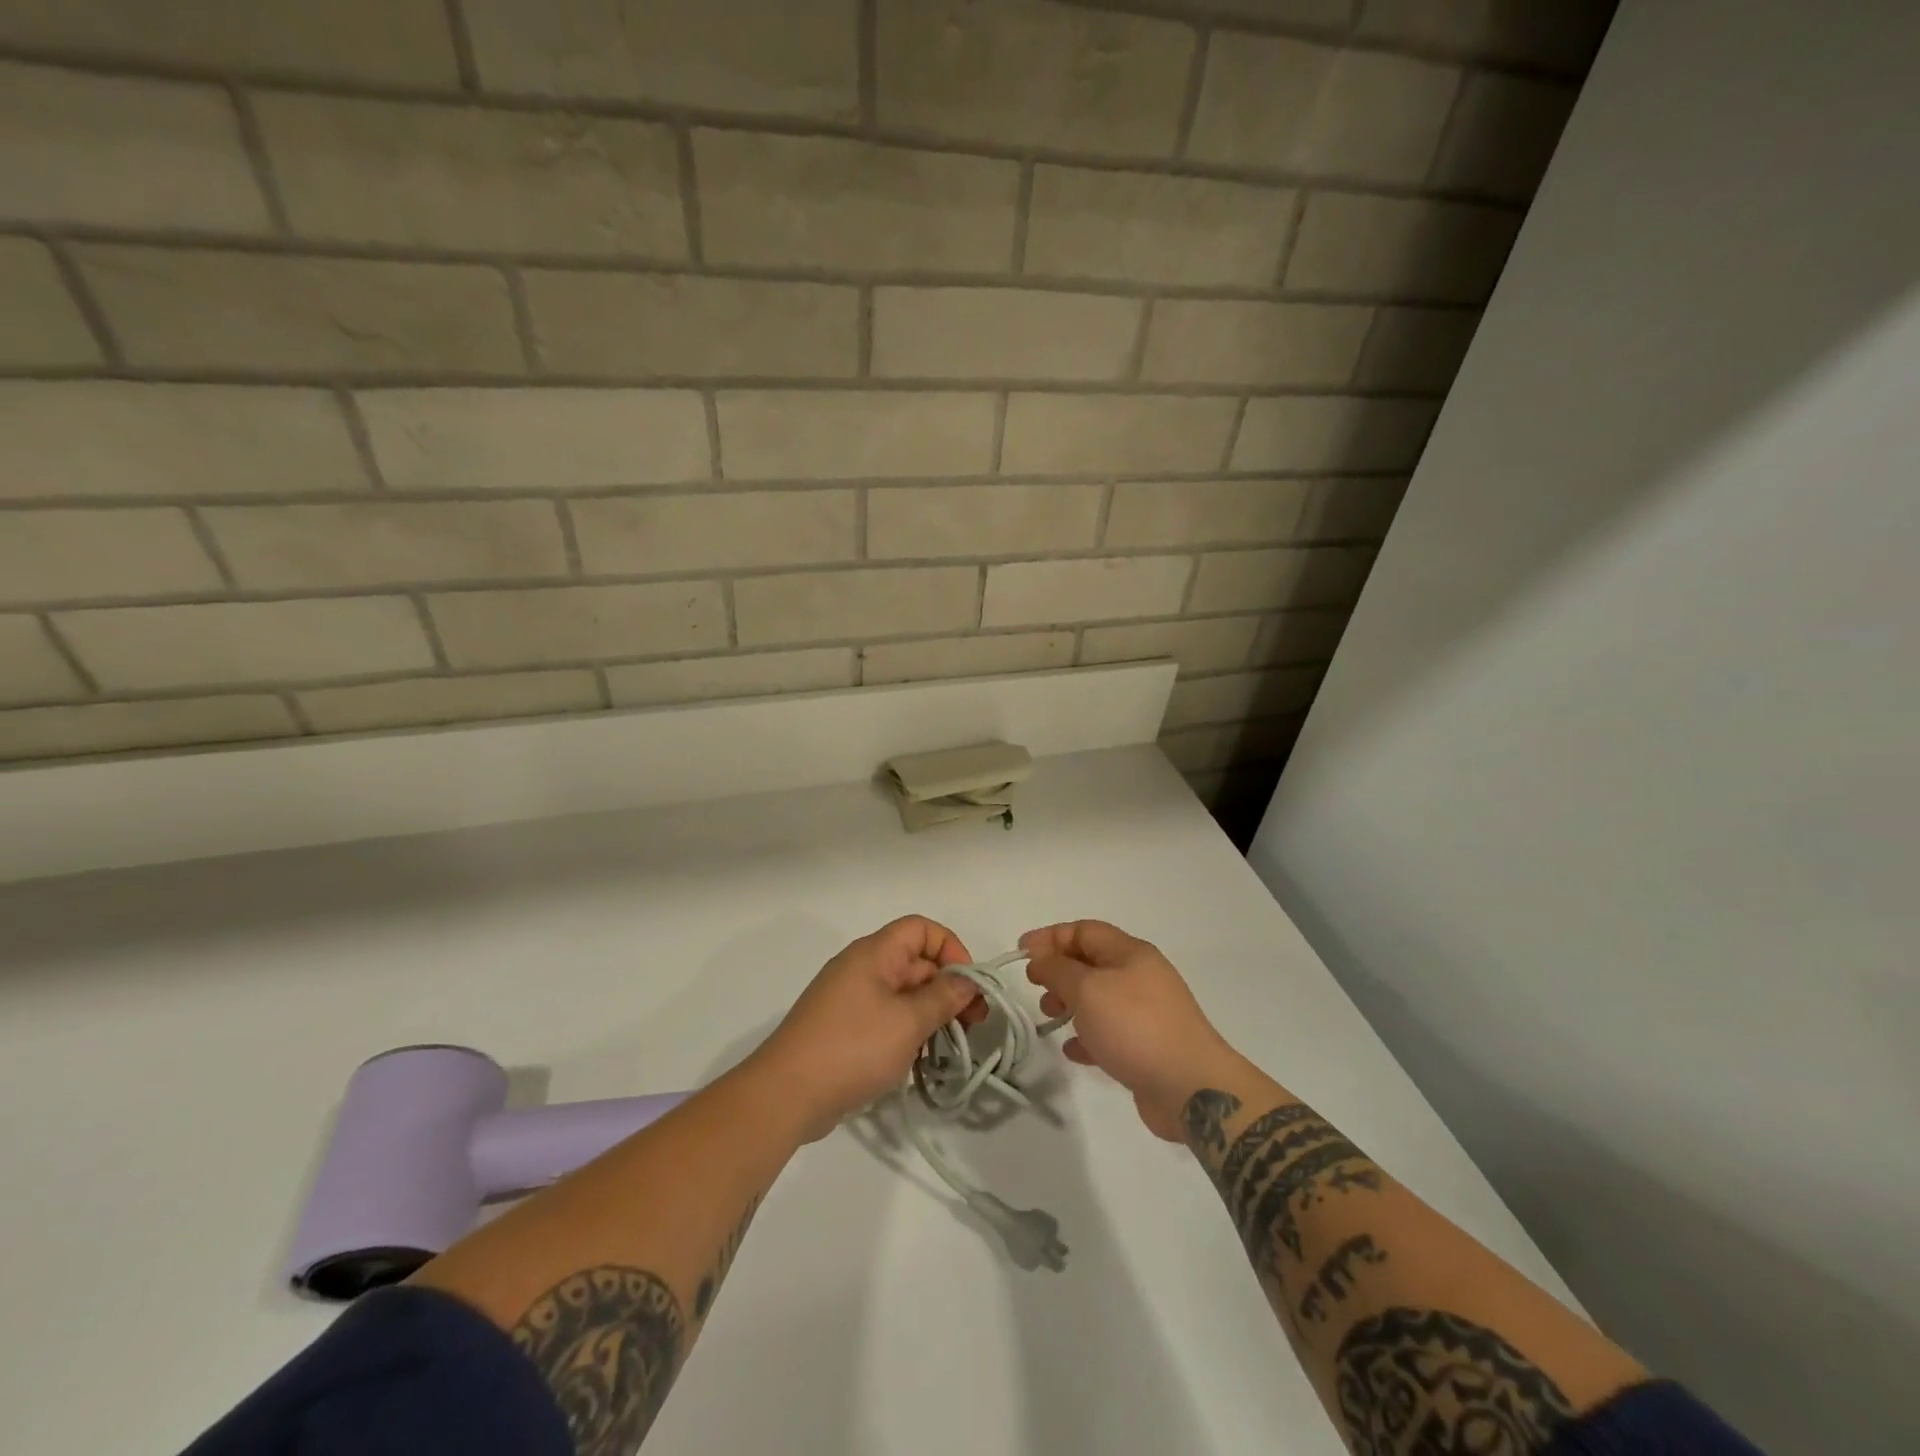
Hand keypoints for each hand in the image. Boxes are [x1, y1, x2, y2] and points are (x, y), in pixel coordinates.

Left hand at [753, 916, 981, 1140]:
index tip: (967, 986)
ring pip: (903, 993)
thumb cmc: (853, 1047)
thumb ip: (943, 998)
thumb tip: (967, 982)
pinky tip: (919, 1059)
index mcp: (874, 953)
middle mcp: (861, 967)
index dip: (950, 949)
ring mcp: (850, 998)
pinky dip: (907, 1030)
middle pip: (915, 962)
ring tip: (949, 1046)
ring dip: (930, 1013)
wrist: (786, 1094)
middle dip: (947, 988)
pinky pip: (886, 1017)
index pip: (921, 929)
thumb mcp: (908, 1021)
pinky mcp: (844, 1028)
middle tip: (973, 1025)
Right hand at [1021, 920, 1240, 1140]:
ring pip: (1099, 997)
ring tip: (1049, 1018)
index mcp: (1130, 953)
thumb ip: (1058, 969)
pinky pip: (1110, 1031)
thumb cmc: (1134, 1026)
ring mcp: (1147, 1012)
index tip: (1021, 953)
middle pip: (1091, 962)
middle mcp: (1141, 976)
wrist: (1191, 1087)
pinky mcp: (1148, 1046)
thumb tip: (1041, 959)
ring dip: (1070, 1003)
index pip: (1084, 931)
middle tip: (1034, 987)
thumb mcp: (1087, 989)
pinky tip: (1073, 1051)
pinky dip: (1088, 1035)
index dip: (1050, 937)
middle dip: (1059, 971)